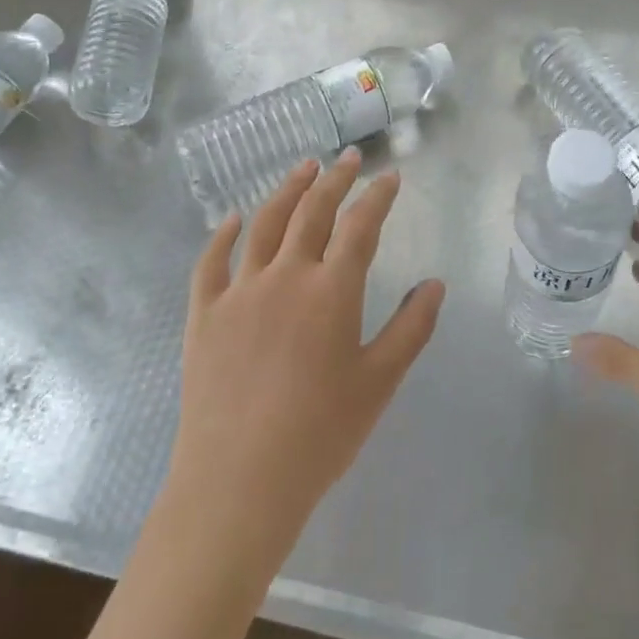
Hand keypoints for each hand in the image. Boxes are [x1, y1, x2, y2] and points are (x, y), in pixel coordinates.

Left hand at [166, 150, 445, 569]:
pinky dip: (223, 234)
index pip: (360, 227)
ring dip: (287, 190)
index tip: (390, 177)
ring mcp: (239, 291)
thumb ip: (410, 328)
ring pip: (265, 225)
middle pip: (313, 213)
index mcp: (331, 292)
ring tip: (303, 168)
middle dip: (335, 180)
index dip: (378, 197)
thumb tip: (433, 284)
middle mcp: (285, 276)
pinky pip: (211, 262)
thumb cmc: (320, 434)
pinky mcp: (204, 313)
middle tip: (349, 159)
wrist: (239, 480)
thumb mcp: (379, 382)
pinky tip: (233, 219)